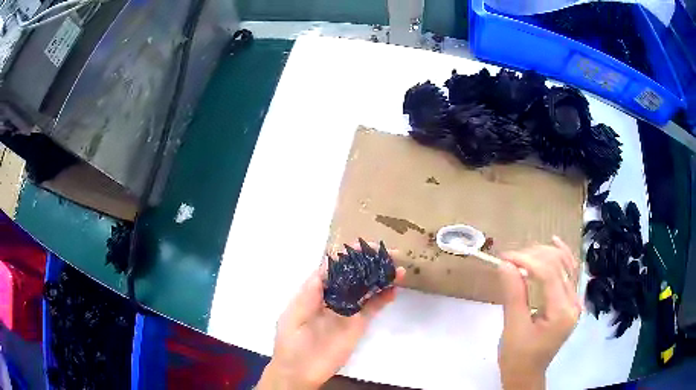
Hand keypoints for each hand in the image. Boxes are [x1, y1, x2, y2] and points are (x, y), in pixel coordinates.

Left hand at [258, 247, 406, 389]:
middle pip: (354, 275)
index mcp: (314, 292)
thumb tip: (324, 266)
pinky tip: (394, 289)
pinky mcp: (358, 325)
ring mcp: (348, 311)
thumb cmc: (291, 344)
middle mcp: (333, 297)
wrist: (299, 373)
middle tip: (389, 253)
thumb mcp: (293, 318)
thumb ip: (309, 295)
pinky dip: (384, 297)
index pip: (333, 268)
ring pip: (366, 289)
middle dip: (369, 263)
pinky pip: (373, 308)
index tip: (364, 245)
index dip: (348, 255)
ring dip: (381, 277)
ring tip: (398, 268)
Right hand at [498, 237, 581, 389]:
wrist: (527, 374)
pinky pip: (568, 272)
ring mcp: (575, 301)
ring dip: (543, 254)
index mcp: (562, 313)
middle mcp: (574, 302)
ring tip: (522, 254)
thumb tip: (506, 264)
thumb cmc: (518, 357)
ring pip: (565, 264)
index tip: (504, 257)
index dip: (527, 260)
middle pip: (558, 264)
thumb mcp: (513, 328)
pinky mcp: (570, 301)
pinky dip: (560, 256)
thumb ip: (513, 295)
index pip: (548, 273)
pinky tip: (554, 242)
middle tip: (509, 258)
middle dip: (533, 255)